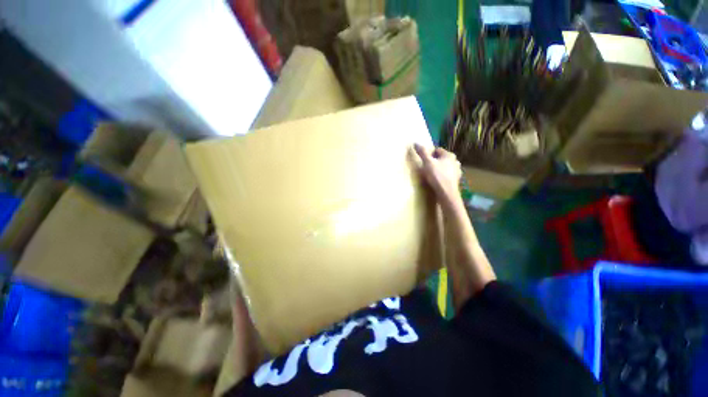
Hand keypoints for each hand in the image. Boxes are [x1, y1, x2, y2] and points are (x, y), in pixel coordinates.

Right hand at [412, 144, 462, 210]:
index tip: (424, 161)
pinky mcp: (456, 180)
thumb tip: (415, 142)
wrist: (447, 193)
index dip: (429, 154)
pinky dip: (443, 176)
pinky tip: (438, 181)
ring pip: (445, 167)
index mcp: (449, 155)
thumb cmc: (437, 176)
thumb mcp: (427, 163)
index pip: (437, 150)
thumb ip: (422, 153)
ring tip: (432, 175)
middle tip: (427, 168)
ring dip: (439, 169)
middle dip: (435, 161)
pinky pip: (448, 175)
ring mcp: (457, 171)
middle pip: (442, 158)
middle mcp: (455, 161)